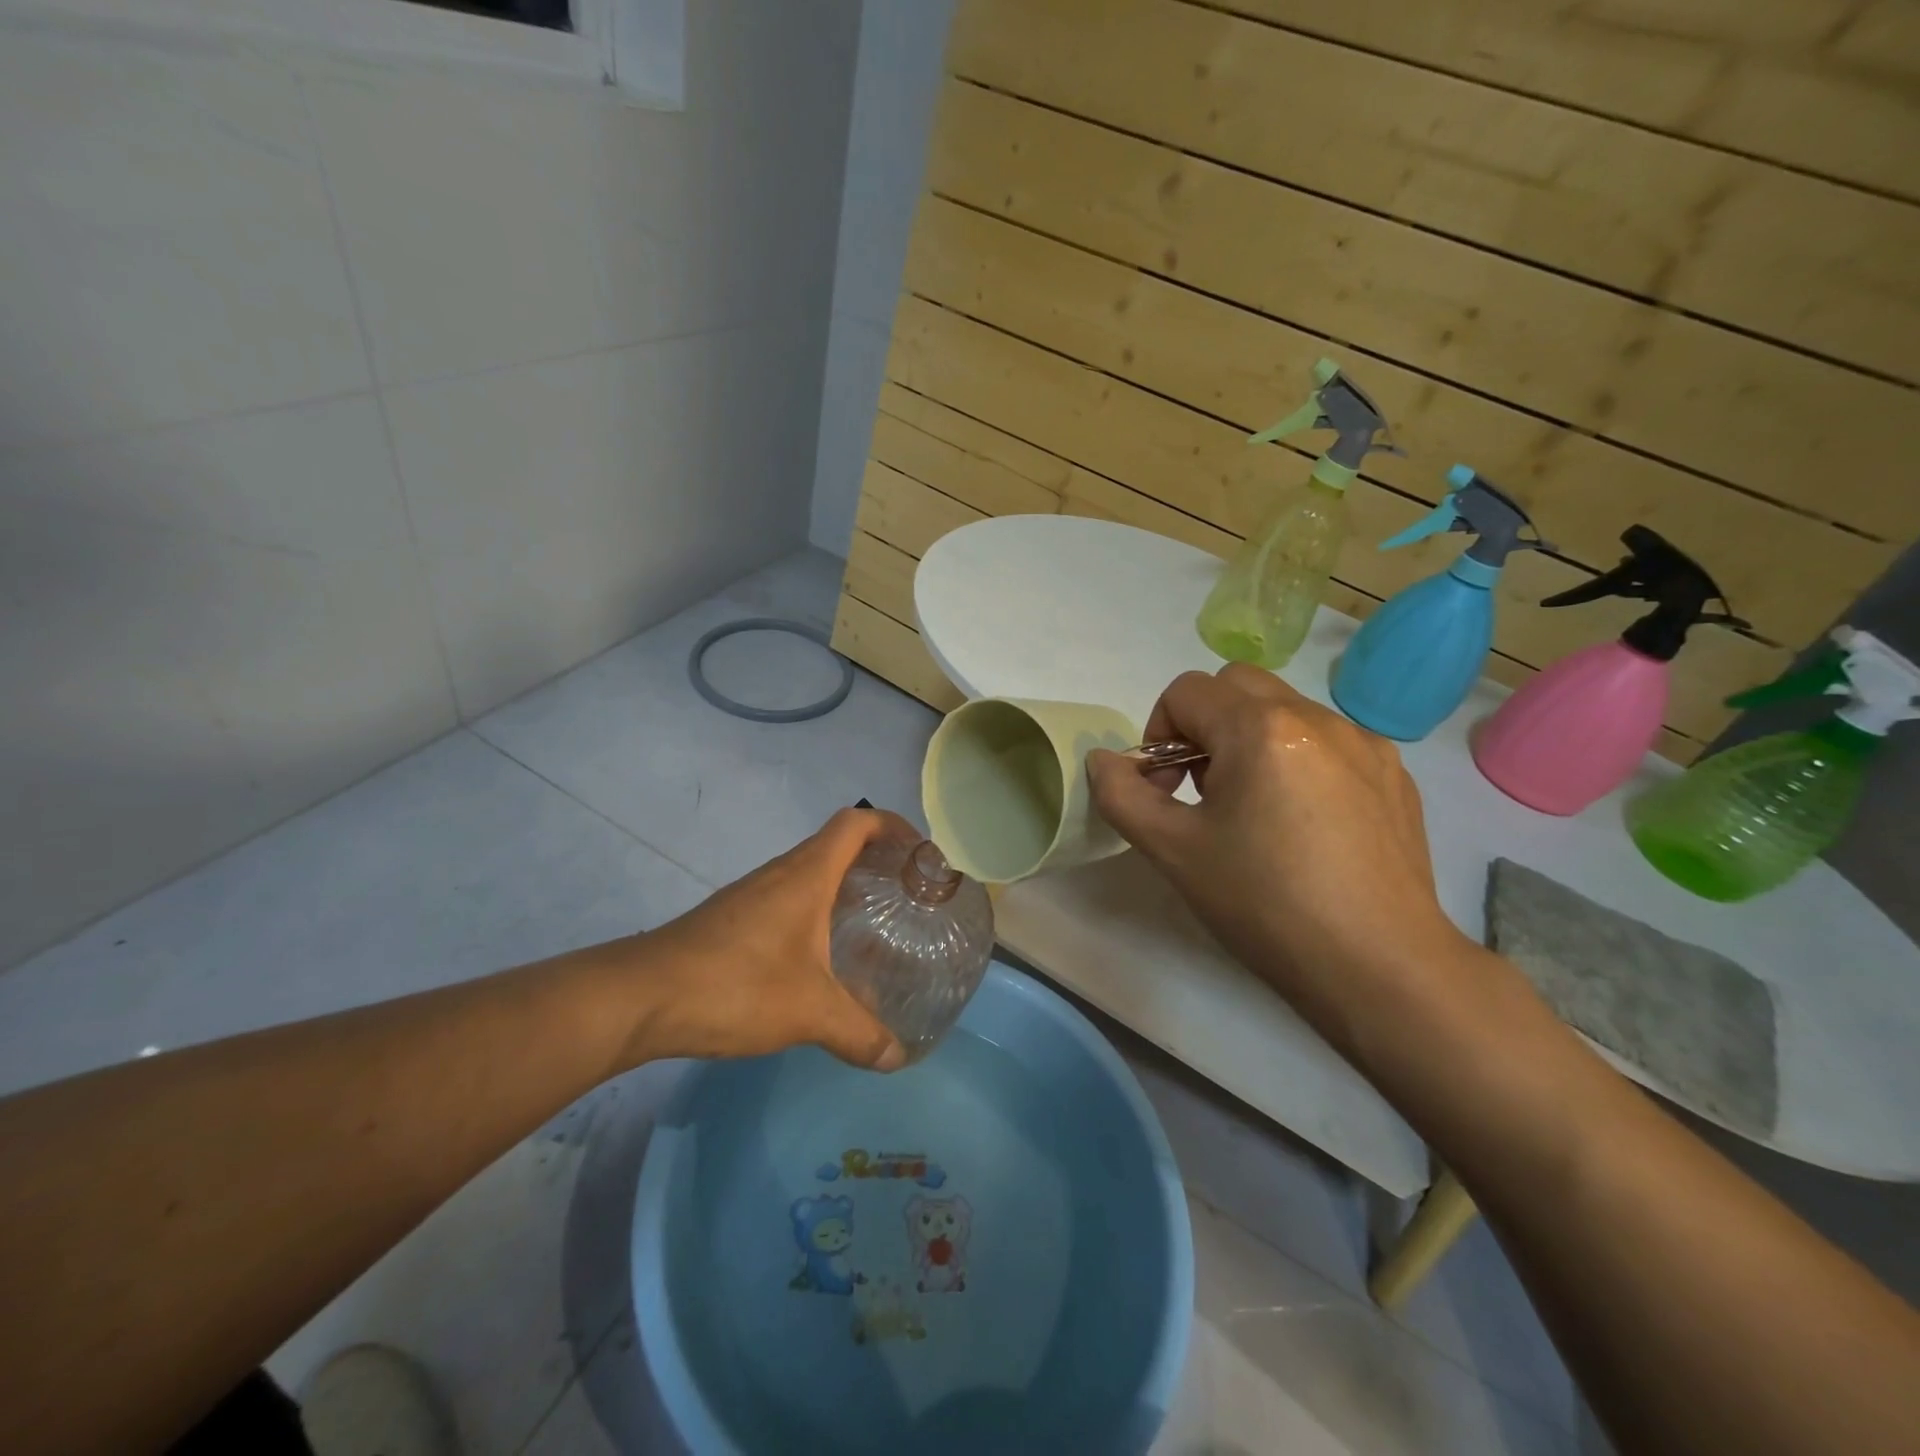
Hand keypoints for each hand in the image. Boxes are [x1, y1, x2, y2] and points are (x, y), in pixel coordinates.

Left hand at [622, 808, 918, 1070]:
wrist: (641, 997)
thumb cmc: (736, 985)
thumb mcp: (809, 1012)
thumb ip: (859, 1033)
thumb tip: (896, 1057)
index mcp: (807, 874)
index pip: (857, 822)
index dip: (893, 826)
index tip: (921, 852)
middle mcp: (781, 872)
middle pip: (836, 844)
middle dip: (876, 860)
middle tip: (907, 895)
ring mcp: (752, 894)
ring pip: (810, 873)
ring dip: (843, 887)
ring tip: (873, 925)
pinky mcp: (732, 918)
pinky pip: (787, 898)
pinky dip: (815, 911)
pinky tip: (821, 956)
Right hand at [1086, 665, 1470, 1007]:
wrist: (1379, 967)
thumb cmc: (1265, 904)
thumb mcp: (1173, 851)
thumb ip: (1122, 795)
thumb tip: (1103, 761)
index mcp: (1260, 728)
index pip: (1186, 691)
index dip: (1158, 734)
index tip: (1167, 791)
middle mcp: (1317, 718)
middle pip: (1237, 685)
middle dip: (1204, 725)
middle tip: (1205, 792)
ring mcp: (1365, 744)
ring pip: (1285, 711)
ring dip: (1251, 742)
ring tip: (1256, 813)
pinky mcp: (1394, 776)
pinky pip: (1328, 743)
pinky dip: (1298, 763)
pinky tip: (1305, 827)